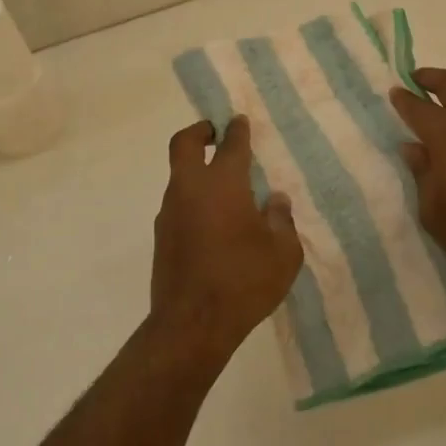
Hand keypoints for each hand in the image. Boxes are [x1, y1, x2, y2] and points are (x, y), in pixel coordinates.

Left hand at [149, 117, 302, 359]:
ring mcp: (170, 212)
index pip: (231, 145)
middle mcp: (190, 189)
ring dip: (197, 170)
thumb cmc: (244, 281)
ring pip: (179, 176)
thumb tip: (275, 200)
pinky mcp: (162, 237)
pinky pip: (178, 204)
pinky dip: (193, 200)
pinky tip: (213, 221)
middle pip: (185, 144)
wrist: (192, 324)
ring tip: (224, 187)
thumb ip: (281, 220)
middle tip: (215, 132)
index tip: (240, 121)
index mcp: (223, 184)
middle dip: (199, 131)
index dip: (237, 129)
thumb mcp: (283, 253)